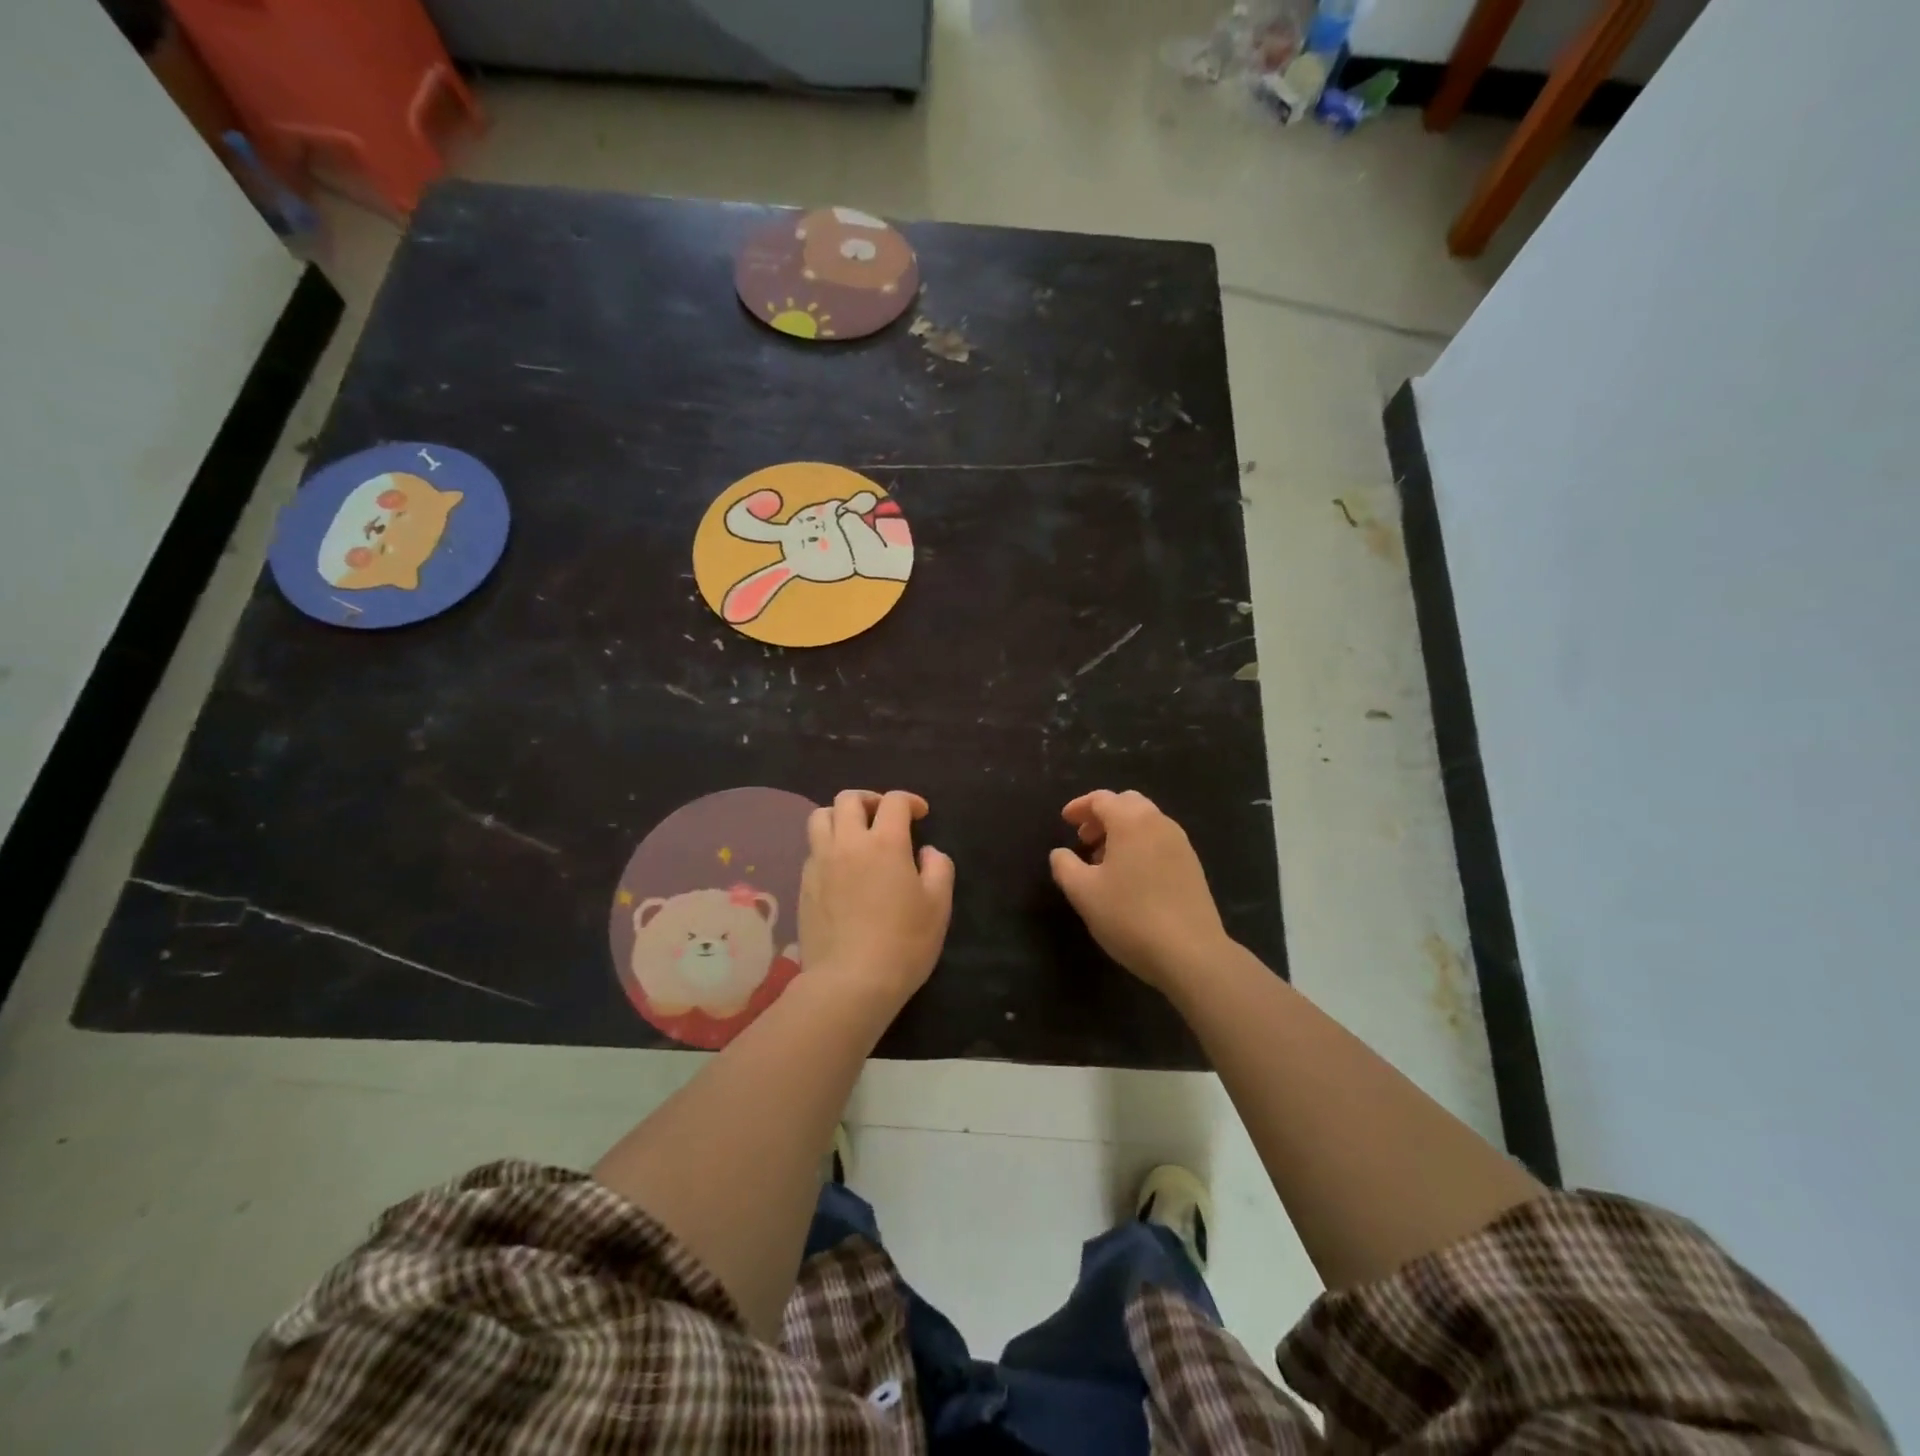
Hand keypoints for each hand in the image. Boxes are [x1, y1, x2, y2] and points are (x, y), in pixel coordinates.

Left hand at [800, 790, 953, 1012]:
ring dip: (840, 816)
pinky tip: (841, 867)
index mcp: (884, 843)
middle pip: (848, 799)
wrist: (850, 982)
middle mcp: (847, 843)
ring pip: (820, 817)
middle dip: (870, 800)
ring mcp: (819, 863)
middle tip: (884, 816)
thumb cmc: (903, 943)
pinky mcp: (803, 885)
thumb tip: (926, 851)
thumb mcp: (938, 906)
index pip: (894, 802)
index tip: (920, 814)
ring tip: (855, 834)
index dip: (909, 801)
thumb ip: (938, 868)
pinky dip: (827, 845)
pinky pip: (812, 849)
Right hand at [1049, 790, 1229, 990]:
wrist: (1191, 953)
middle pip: (1127, 804)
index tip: (1064, 820)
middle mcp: (1159, 823)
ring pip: (1146, 823)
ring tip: (1104, 861)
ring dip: (1121, 832)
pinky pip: (1160, 841)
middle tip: (1084, 839)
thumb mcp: (1083, 892)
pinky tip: (1130, 877)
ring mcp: (1181, 844)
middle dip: (1102, 816)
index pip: (1102, 799)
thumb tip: (1060, 853)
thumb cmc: (1129, 916)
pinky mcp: (1192, 866)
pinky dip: (1140, 845)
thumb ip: (1065, 865)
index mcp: (1131, 821)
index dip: (1080, 807)